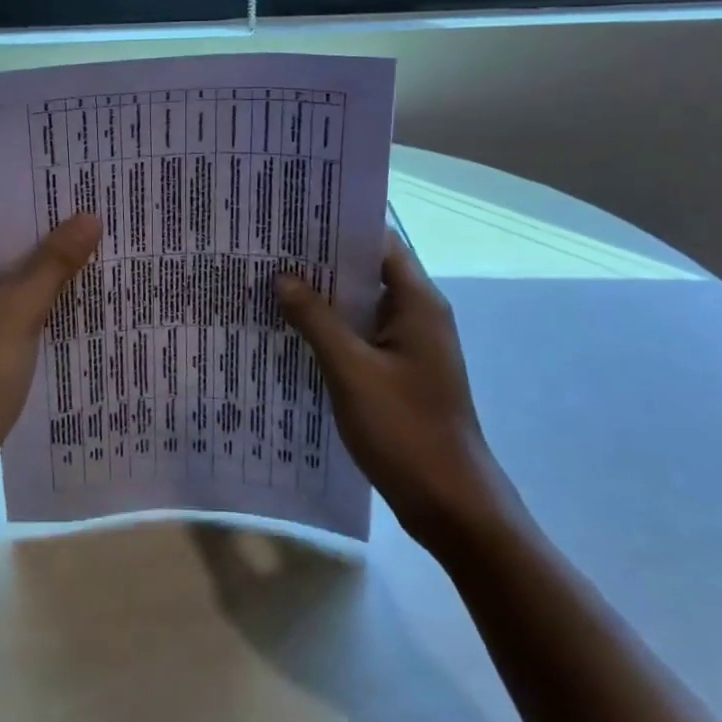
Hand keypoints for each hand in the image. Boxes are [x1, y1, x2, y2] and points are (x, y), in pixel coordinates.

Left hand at [0, 206, 101, 520]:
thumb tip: (90, 218)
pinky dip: (22, 306)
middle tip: (88, 225)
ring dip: (33, 276)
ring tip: (86, 258)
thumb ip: (54, 263)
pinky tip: (64, 302)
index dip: (26, 207)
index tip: (70, 198)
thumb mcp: (19, 312)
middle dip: (36, 243)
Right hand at [275, 231, 514, 548]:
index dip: (340, 228)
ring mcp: (410, 346)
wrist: (450, 502)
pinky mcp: (400, 373)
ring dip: (324, 297)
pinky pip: (361, 336)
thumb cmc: (405, 429)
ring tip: (272, 283)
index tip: (295, 219)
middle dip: (323, 262)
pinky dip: (332, 329)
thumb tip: (282, 277)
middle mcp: (417, 315)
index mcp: (417, 303)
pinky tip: (293, 332)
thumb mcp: (351, 370)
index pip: (379, 244)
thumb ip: (316, 320)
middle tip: (271, 249)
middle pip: (368, 272)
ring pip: (361, 306)